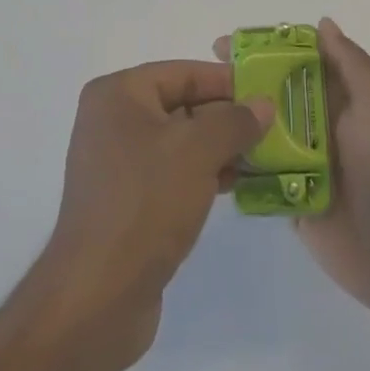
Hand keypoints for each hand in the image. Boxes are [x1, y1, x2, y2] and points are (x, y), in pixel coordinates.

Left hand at [32, 60, 273, 369]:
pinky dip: (201, 173)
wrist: (98, 297)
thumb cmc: (146, 203)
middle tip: (271, 126)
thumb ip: (234, 121)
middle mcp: (111, 120)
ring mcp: (116, 163)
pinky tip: (235, 184)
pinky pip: (171, 172)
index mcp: (117, 94)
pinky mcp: (126, 201)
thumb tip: (264, 104)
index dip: (226, 81)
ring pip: (179, 141)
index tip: (267, 92)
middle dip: (226, 117)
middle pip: (180, 105)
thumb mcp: (197, 151)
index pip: (182, 73)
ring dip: (219, 147)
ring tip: (262, 157)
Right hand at [217, 18, 369, 322]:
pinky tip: (207, 157)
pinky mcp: (295, 201)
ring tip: (197, 115)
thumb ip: (350, 64)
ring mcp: (308, 164)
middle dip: (242, 82)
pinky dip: (240, 166)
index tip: (230, 44)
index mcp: (344, 98)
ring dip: (236, 122)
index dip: (267, 48)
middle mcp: (323, 125)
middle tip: (203, 77)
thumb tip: (323, 24)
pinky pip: (262, 178)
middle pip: (276, 95)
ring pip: (264, 134)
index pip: (300, 61)